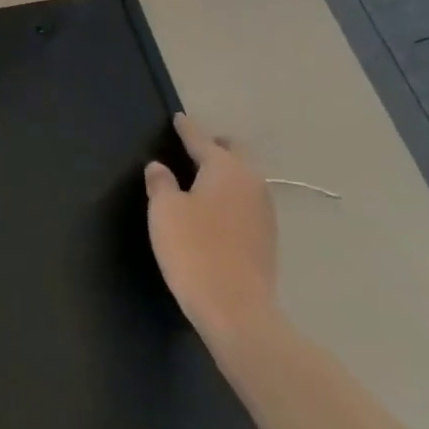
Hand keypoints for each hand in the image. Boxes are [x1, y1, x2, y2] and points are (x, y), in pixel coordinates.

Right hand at [145, 113, 279, 344]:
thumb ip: (161, 183)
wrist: (237, 310)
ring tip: (204, 179)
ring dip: (226, 173)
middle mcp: (251, 181)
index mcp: (225, 167)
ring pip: (244, 177)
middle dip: (215, 146)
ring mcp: (265, 210)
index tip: (178, 118)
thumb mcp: (165, 212)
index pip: (201, 139)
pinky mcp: (268, 237)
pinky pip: (247, 202)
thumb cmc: (194, 250)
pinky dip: (232, 197)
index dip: (186, 128)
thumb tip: (160, 167)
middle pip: (233, 153)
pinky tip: (217, 210)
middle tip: (193, 148)